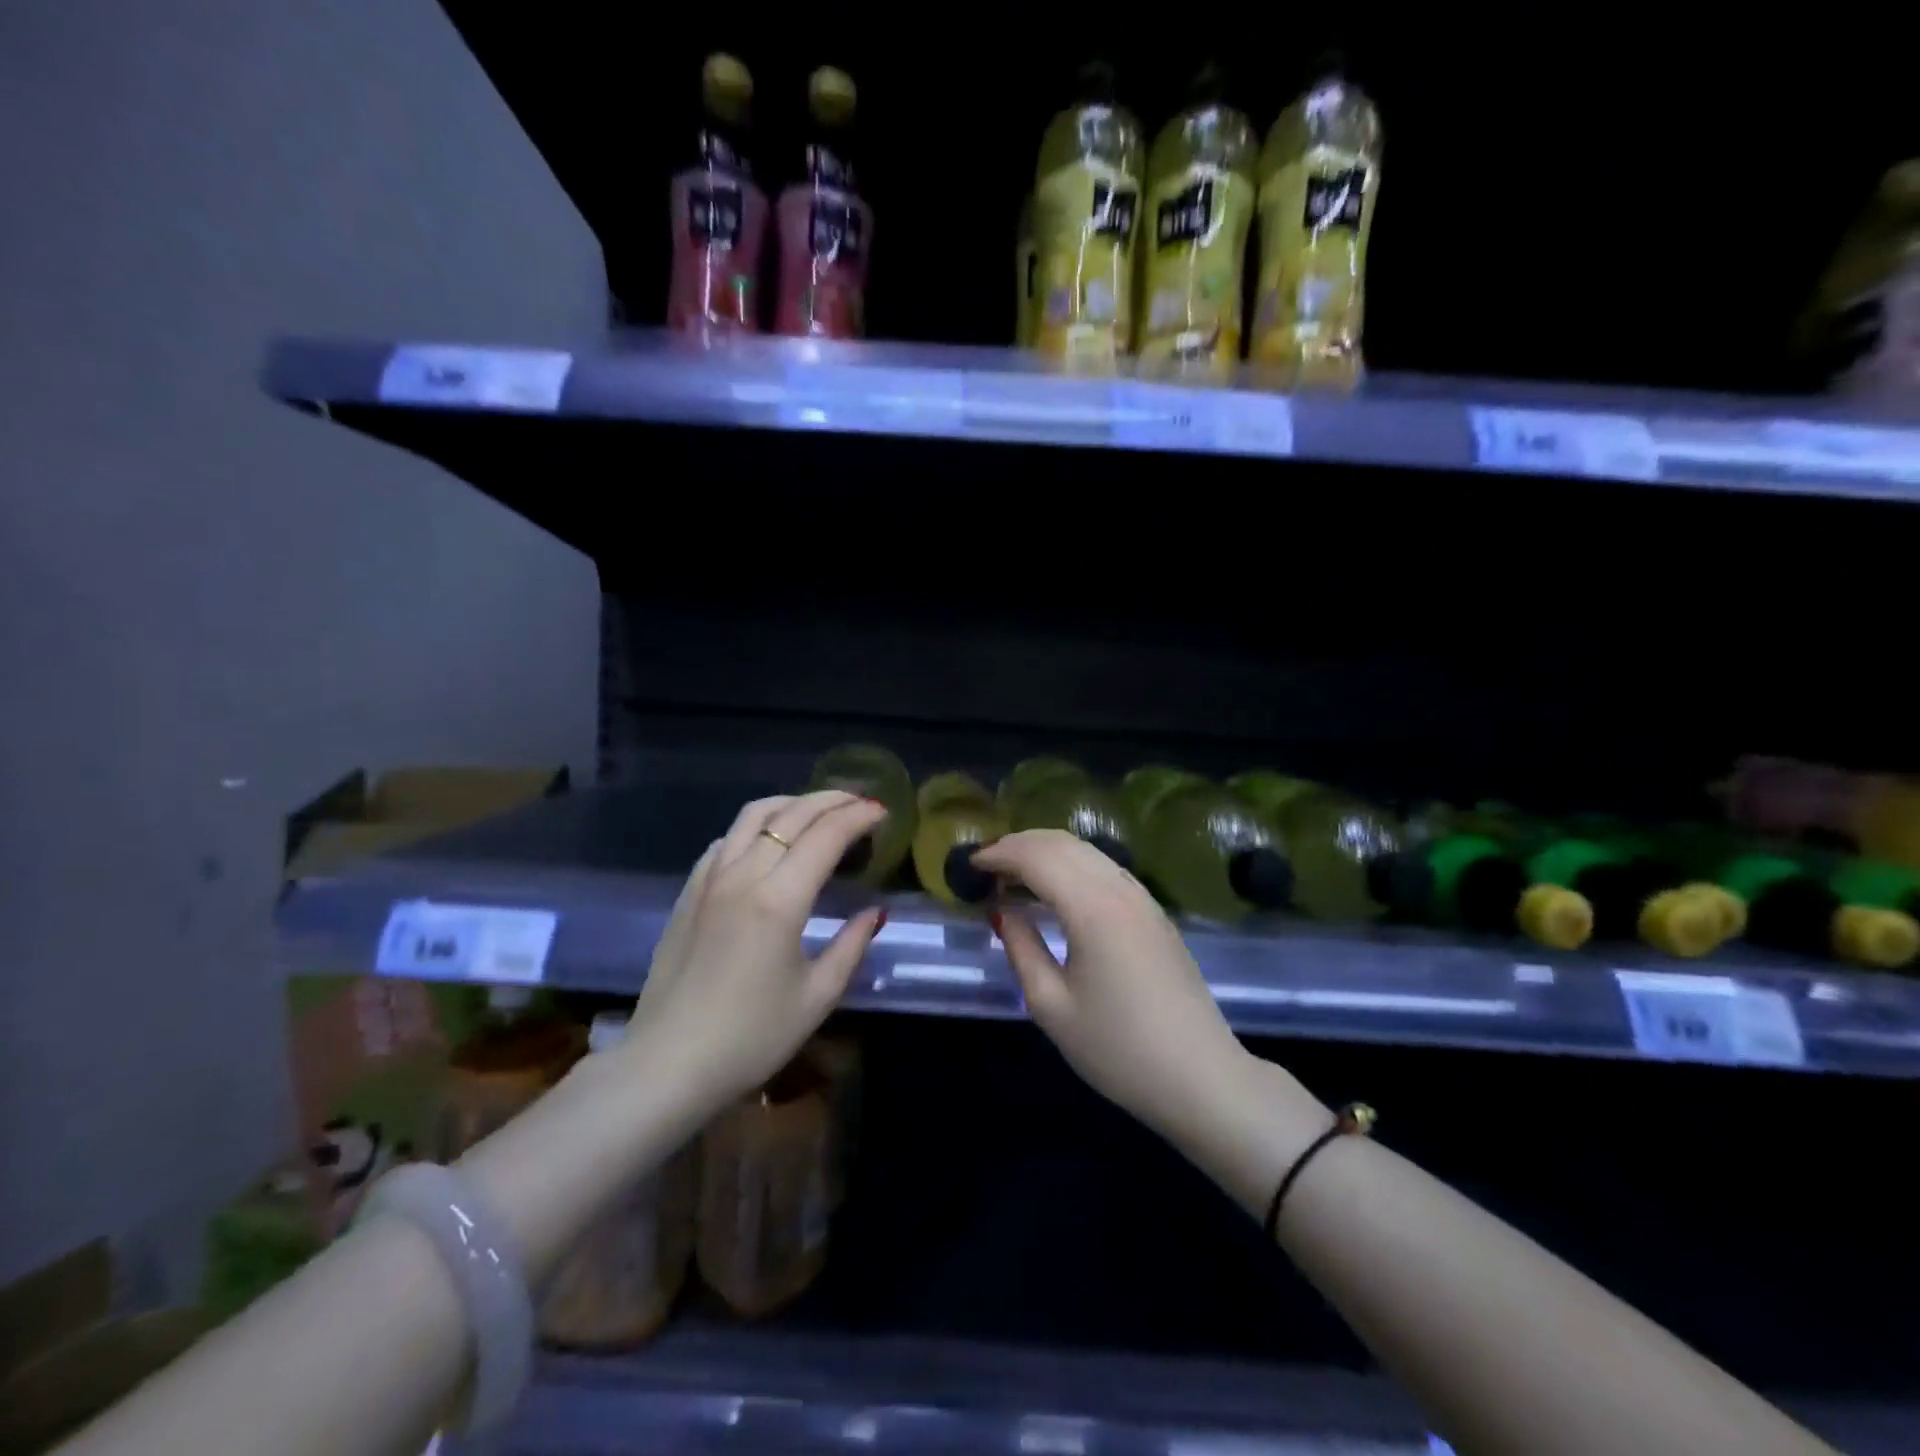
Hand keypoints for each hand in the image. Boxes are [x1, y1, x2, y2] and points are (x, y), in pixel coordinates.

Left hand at [627, 791, 886, 1109]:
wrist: (667, 1065)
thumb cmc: (750, 1038)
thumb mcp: (817, 997)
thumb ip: (852, 946)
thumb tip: (875, 911)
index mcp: (778, 900)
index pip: (826, 836)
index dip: (858, 817)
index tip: (883, 812)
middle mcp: (742, 875)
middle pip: (791, 815)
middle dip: (832, 800)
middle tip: (861, 802)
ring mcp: (709, 880)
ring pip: (753, 816)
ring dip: (792, 804)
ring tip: (819, 810)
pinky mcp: (688, 893)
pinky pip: (726, 840)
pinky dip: (756, 826)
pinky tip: (768, 841)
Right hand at [971, 830, 1253, 1138]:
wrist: (1200, 1078)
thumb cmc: (1118, 1050)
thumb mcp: (1052, 1006)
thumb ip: (1021, 949)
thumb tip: (1002, 911)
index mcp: (1092, 908)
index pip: (1037, 857)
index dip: (1000, 854)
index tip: (970, 865)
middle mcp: (1120, 889)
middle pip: (1062, 843)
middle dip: (1019, 845)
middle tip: (987, 866)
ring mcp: (1143, 898)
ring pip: (1087, 851)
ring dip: (1046, 852)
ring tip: (1013, 875)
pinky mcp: (1154, 913)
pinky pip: (1105, 869)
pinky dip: (1071, 865)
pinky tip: (1055, 890)